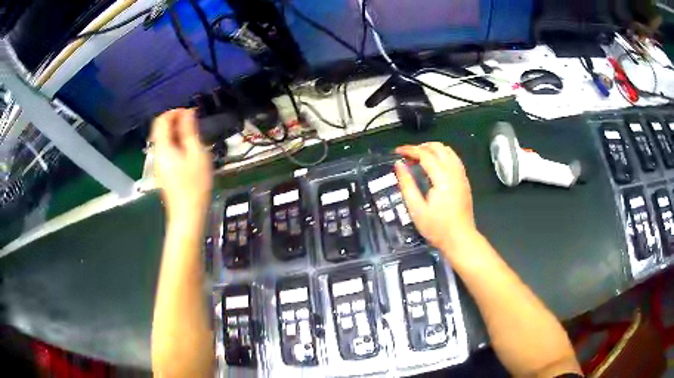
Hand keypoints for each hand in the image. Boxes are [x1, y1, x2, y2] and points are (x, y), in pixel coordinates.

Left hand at [151, 109, 211, 220]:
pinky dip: (176, 143)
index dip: (175, 112)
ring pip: (164, 139)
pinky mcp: (164, 171)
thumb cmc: (194, 185)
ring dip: (176, 132)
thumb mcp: (196, 154)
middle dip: (175, 121)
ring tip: (194, 135)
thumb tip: (187, 113)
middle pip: (160, 129)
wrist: (187, 215)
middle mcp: (157, 153)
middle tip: (194, 122)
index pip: (161, 120)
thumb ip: (189, 131)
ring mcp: (159, 164)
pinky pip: (167, 149)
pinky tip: (189, 150)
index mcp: (163, 147)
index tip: (191, 113)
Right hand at [394, 142, 476, 256]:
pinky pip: (454, 159)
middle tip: (408, 155)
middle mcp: (454, 172)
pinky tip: (434, 165)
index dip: (410, 150)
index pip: (425, 154)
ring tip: (419, 157)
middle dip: (421, 147)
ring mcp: (462, 176)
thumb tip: (399, 165)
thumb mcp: (416, 209)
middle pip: (439, 148)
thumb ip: (407, 184)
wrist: (460, 239)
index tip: (397, 151)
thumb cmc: (437, 228)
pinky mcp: (465, 181)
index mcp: (442, 178)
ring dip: (433, 149)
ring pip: (448, 151)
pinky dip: (442, 155)